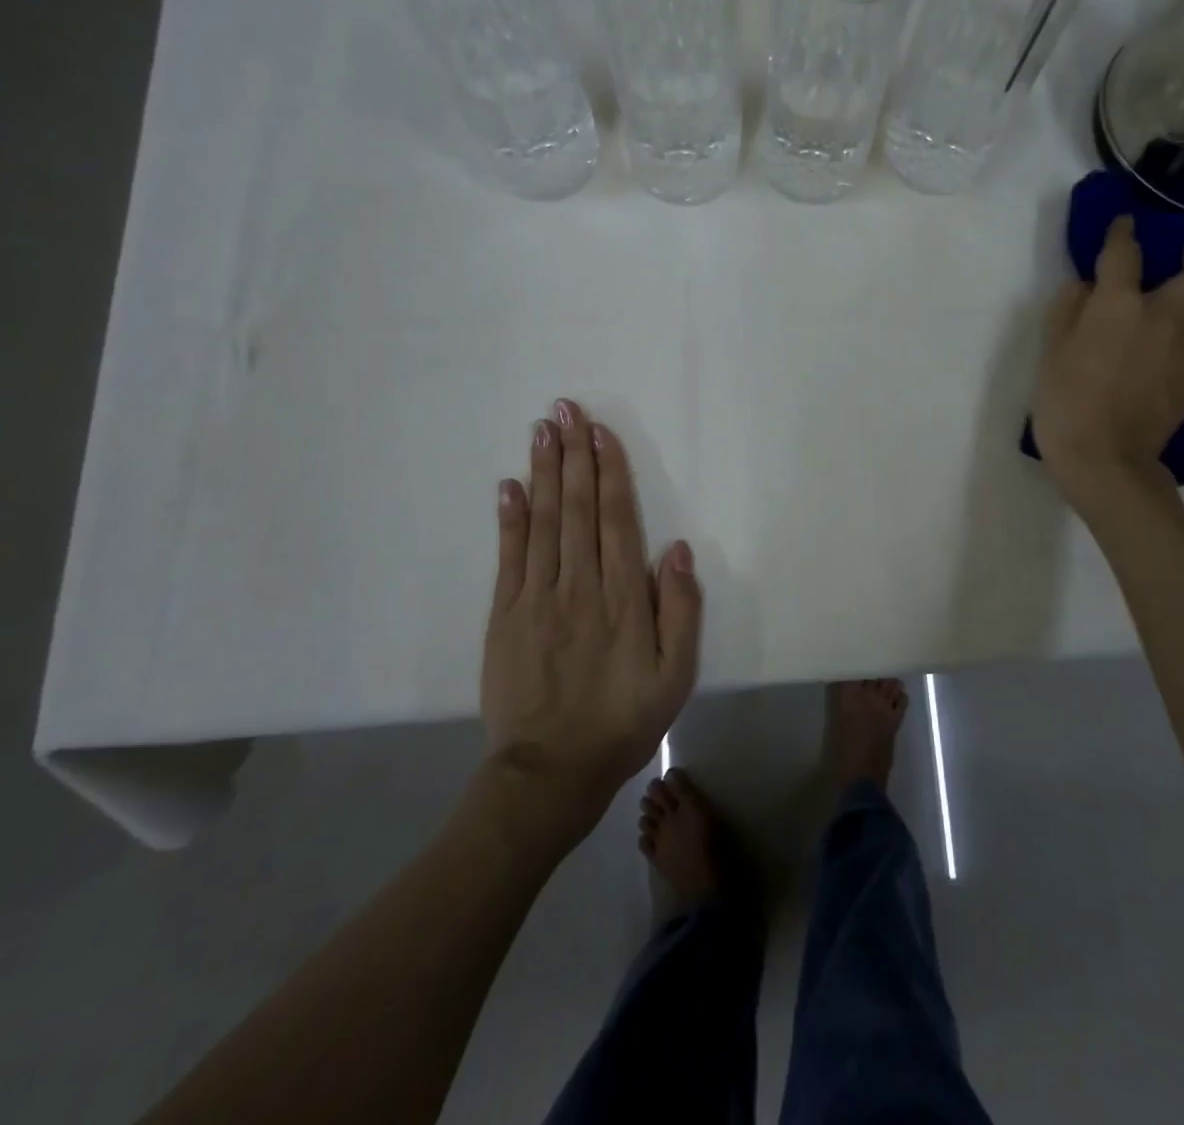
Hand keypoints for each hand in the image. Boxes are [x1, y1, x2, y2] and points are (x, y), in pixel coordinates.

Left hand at [481, 400, 700, 826]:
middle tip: (565, 410)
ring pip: (542, 523)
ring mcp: (536, 599)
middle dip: (573, 455)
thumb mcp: (674, 677)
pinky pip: (508, 557)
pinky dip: (509, 518)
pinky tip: (509, 485)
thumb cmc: (623, 722)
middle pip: (576, 509)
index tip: (600, 432)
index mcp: (622, 600)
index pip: (616, 520)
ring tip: (542, 431)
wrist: (549, 773)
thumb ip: (680, 610)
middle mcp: (578, 587)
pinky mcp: (504, 617)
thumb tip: (676, 548)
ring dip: (543, 473)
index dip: (609, 473)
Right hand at [1032, 219, 1183, 513]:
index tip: (1123, 223)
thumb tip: (1084, 288)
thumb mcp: (1050, 352)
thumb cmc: (1065, 403)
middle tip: (1183, 253)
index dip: (1122, 232)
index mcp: (1120, 304)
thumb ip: (1067, 310)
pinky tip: (1183, 346)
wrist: (1106, 460)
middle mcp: (1165, 315)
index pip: (1125, 252)